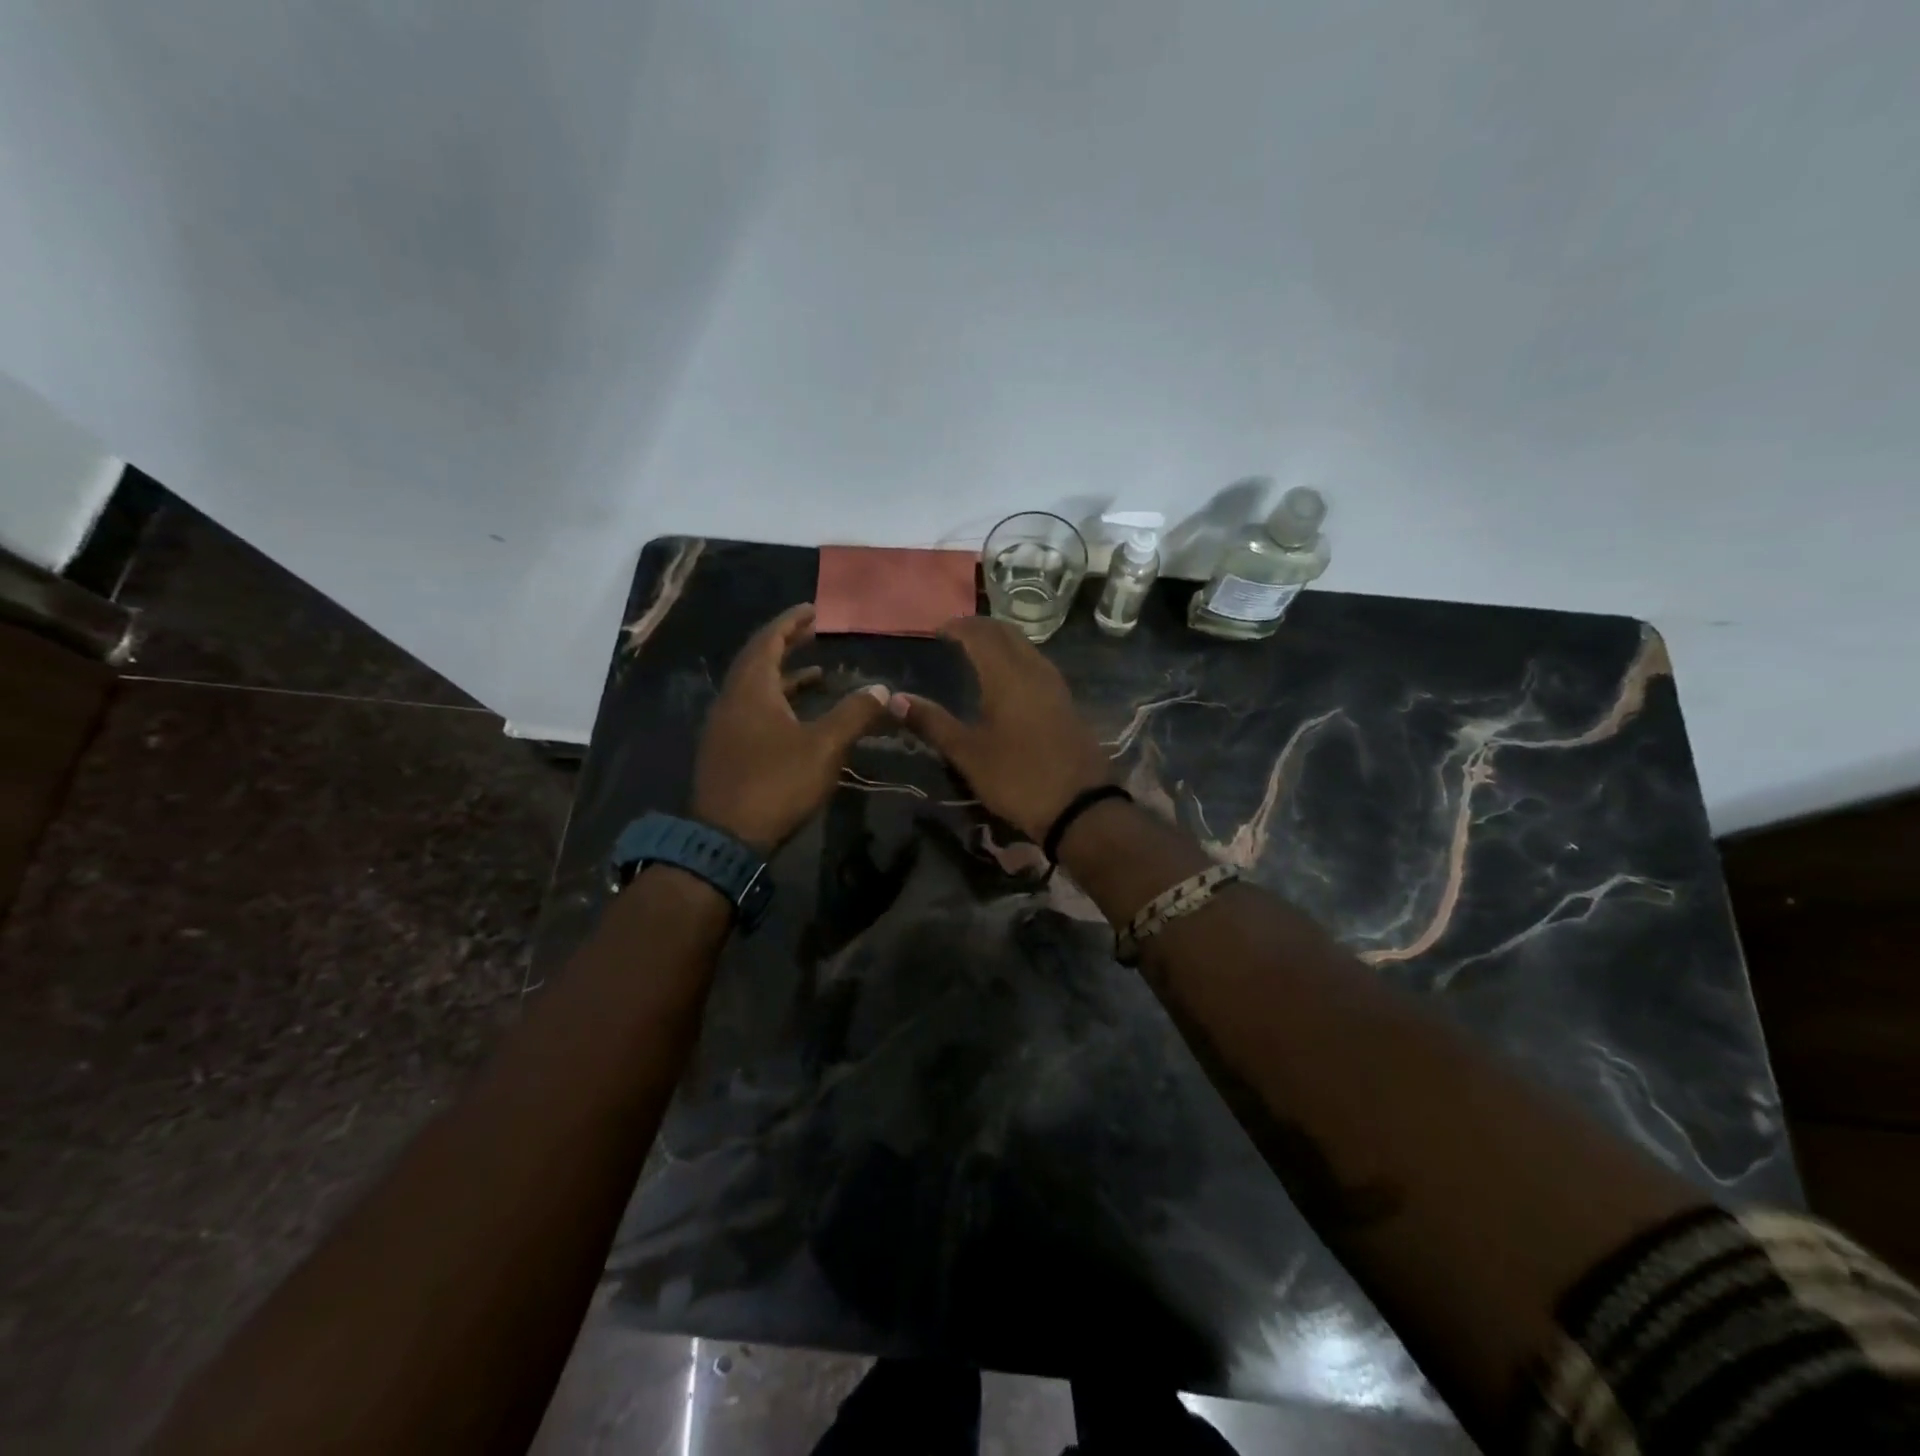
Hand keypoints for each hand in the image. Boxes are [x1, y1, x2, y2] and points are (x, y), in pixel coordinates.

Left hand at [691, 605, 890, 853]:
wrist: (725, 838)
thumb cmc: (776, 783)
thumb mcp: (824, 747)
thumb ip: (853, 714)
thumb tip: (881, 689)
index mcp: (751, 689)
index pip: (768, 640)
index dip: (790, 622)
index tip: (812, 611)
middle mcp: (732, 700)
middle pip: (757, 660)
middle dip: (786, 644)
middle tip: (813, 633)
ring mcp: (724, 727)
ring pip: (754, 688)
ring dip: (783, 675)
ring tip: (815, 673)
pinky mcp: (726, 751)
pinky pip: (751, 710)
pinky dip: (775, 701)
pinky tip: (796, 717)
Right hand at [888, 617, 1111, 841]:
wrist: (1079, 806)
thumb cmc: (1017, 777)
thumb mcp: (967, 753)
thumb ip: (932, 722)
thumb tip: (895, 699)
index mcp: (1007, 676)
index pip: (981, 634)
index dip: (958, 627)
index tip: (937, 630)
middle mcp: (1034, 670)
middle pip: (1007, 633)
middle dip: (980, 627)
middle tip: (955, 634)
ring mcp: (1055, 686)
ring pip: (1026, 647)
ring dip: (1001, 641)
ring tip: (977, 652)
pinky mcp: (1066, 703)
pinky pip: (1037, 665)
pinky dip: (1016, 659)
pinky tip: (1005, 680)